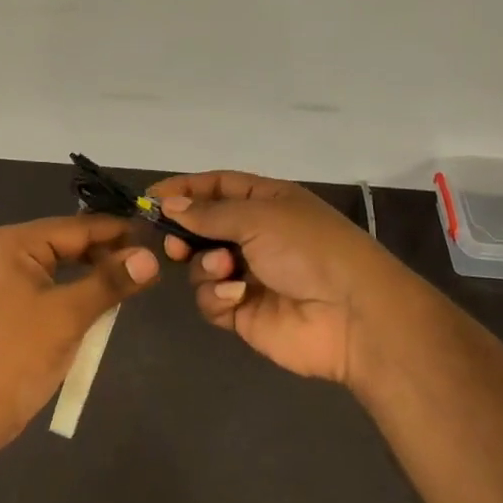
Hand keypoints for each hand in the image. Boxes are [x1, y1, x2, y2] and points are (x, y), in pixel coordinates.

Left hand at [0, 215, 159, 447]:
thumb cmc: (17, 354)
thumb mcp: (69, 315)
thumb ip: (111, 282)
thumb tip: (152, 257)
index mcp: (16, 242)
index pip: (79, 227)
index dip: (119, 232)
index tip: (158, 237)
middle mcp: (10, 251)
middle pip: (70, 242)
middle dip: (108, 253)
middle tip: (152, 264)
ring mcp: (8, 278)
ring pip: (63, 265)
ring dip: (95, 273)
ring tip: (134, 281)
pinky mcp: (12, 304)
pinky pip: (53, 286)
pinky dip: (78, 292)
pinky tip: (103, 302)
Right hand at [152, 171, 416, 387]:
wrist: (353, 315)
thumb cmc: (309, 249)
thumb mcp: (259, 217)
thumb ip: (209, 213)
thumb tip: (168, 204)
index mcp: (265, 202)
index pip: (215, 187)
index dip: (183, 190)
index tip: (149, 199)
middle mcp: (254, 235)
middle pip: (202, 227)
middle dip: (184, 233)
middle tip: (172, 243)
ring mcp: (248, 275)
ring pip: (201, 265)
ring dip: (206, 265)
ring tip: (224, 269)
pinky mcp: (243, 312)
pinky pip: (211, 299)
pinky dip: (217, 295)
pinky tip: (236, 296)